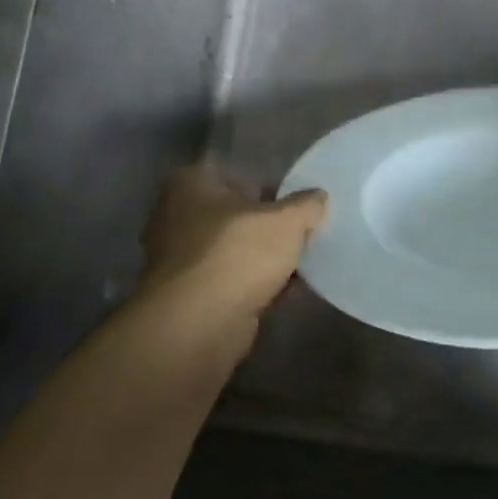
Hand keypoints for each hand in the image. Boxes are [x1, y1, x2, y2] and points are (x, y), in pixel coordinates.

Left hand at [138, 164, 328, 323]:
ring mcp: (182, 260)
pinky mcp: (193, 297)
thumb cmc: (238, 254)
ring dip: (267, 259)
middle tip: (306, 231)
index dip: (271, 186)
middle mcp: (178, 217)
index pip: (238, 174)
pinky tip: (292, 291)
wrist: (199, 324)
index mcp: (191, 184)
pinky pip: (234, 283)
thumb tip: (318, 198)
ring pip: (236, 251)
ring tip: (306, 262)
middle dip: (270, 225)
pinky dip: (259, 286)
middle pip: (237, 215)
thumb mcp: (287, 220)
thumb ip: (307, 205)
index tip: (300, 201)